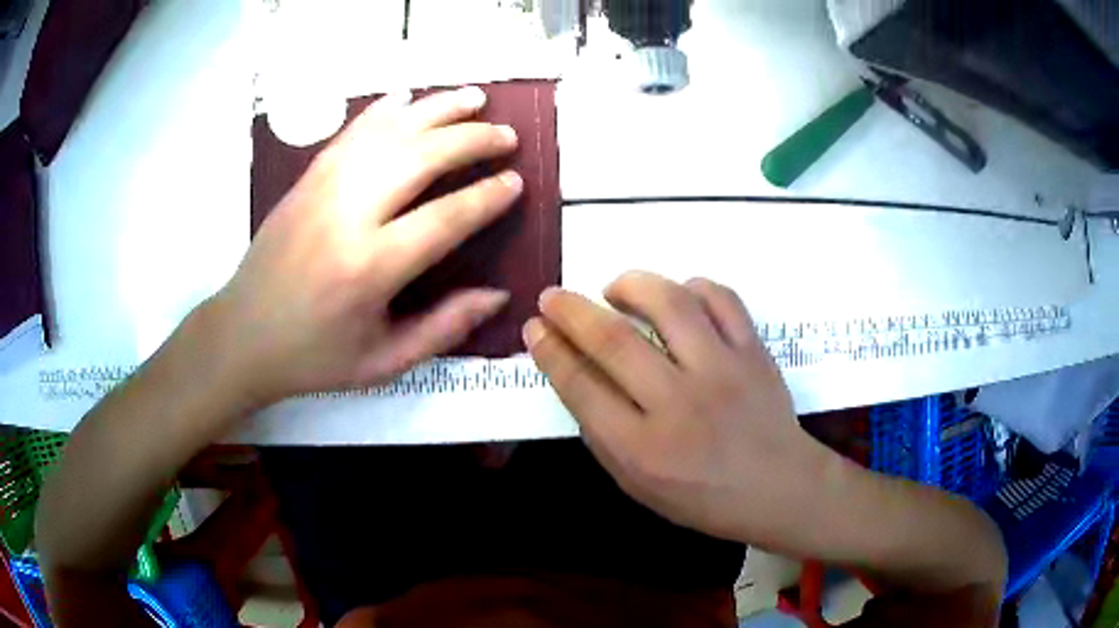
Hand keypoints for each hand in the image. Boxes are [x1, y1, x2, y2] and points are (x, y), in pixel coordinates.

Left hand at [211, 87, 521, 403]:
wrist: (243, 334)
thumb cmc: (314, 355)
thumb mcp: (383, 363)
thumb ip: (444, 329)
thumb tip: (497, 295)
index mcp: (371, 268)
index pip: (446, 217)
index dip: (487, 196)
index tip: (516, 182)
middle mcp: (348, 215)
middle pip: (422, 156)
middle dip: (472, 139)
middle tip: (506, 136)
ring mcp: (323, 188)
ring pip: (389, 131)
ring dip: (437, 109)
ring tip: (475, 99)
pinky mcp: (307, 178)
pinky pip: (352, 131)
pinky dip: (385, 110)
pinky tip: (408, 98)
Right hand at [523, 272, 832, 549]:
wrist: (778, 487)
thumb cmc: (703, 497)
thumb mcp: (637, 485)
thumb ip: (603, 435)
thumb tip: (578, 376)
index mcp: (643, 449)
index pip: (582, 386)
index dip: (551, 350)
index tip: (535, 327)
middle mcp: (680, 403)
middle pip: (614, 341)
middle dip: (571, 311)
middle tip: (552, 296)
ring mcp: (722, 371)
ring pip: (670, 304)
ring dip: (631, 284)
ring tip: (614, 288)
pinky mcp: (754, 351)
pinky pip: (721, 298)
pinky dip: (692, 286)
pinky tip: (677, 296)